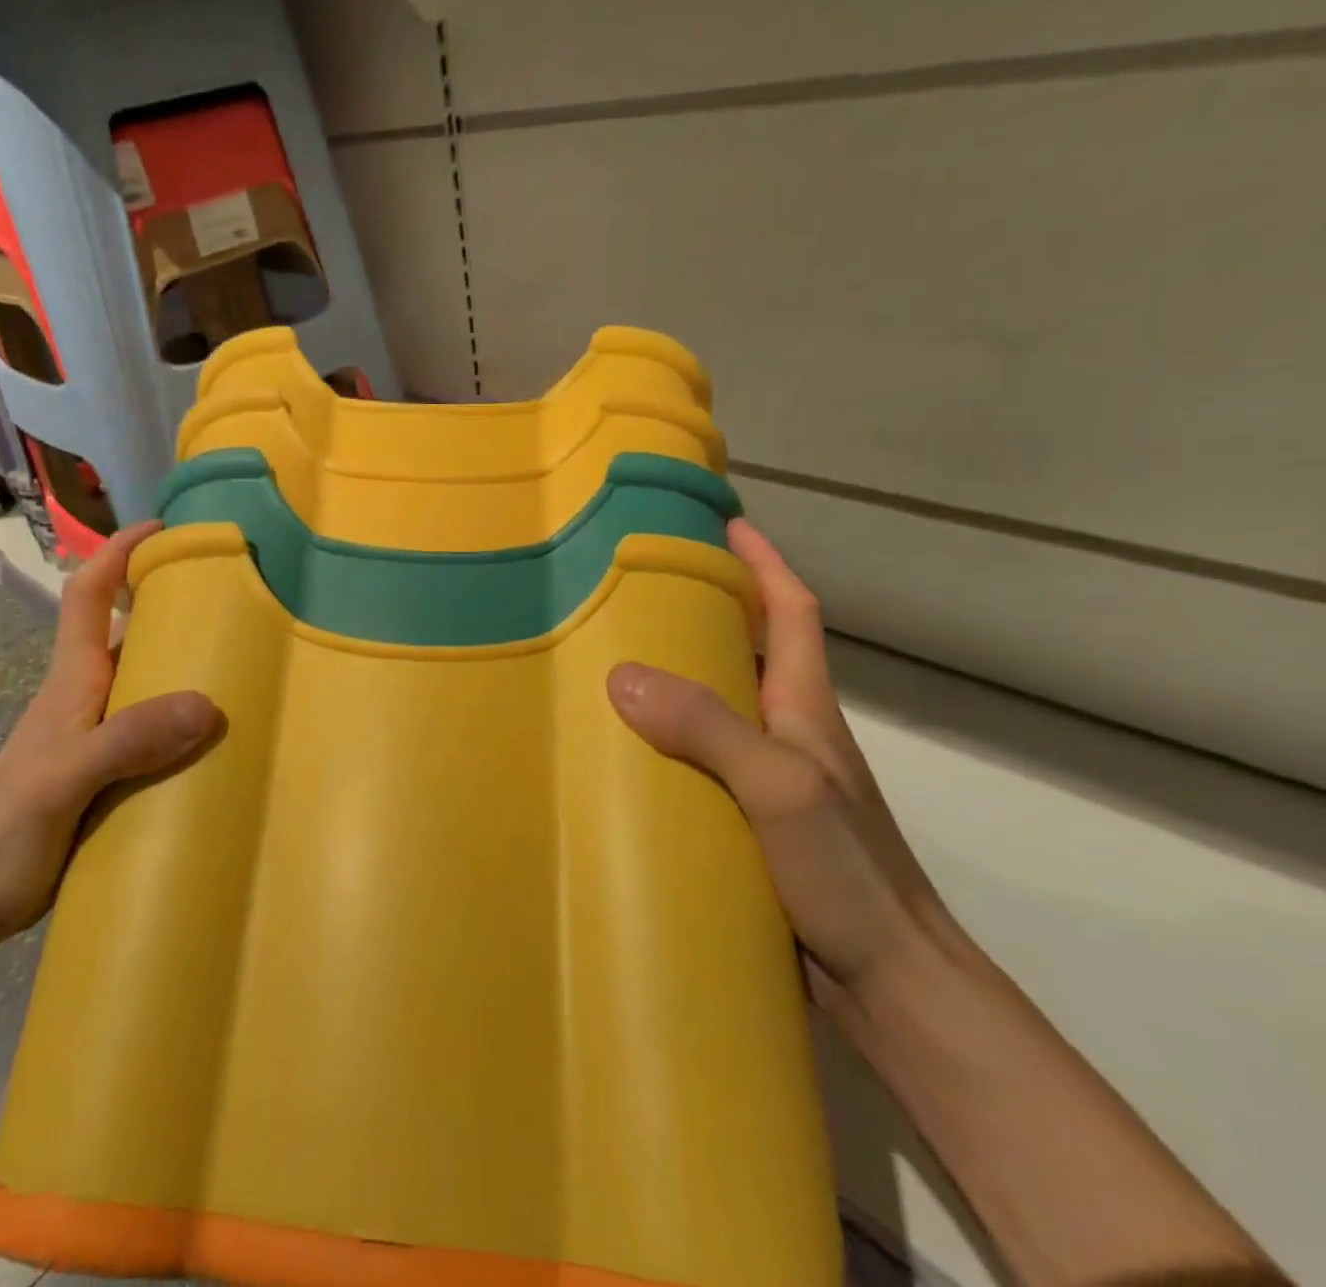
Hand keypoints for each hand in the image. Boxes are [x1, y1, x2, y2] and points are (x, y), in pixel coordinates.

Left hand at [0, 521, 219, 944]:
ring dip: (186, 668)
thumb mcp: (62, 781)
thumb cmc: (2, 831)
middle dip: (172, 606)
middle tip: (236, 603)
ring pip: (146, 683)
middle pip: (127, 631)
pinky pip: (155, 733)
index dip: (119, 553)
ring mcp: (97, 738)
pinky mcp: (108, 775)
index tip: (164, 529)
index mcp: (73, 682)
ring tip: (246, 668)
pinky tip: (221, 743)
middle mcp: (88, 698)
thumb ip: (127, 741)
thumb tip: (207, 705)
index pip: (88, 594)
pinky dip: (186, 725)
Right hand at [607, 519, 960, 1012]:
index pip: (790, 612)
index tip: (725, 523)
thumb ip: (708, 728)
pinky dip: (668, 740)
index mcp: (804, 708)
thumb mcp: (778, 788)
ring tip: (615, 657)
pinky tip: (627, 751)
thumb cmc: (846, 873)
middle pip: (749, 651)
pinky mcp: (750, 822)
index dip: (762, 563)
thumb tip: (622, 675)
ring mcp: (770, 780)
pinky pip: (701, 759)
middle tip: (638, 589)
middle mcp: (789, 733)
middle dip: (706, 609)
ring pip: (720, 707)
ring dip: (680, 675)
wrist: (892, 984)